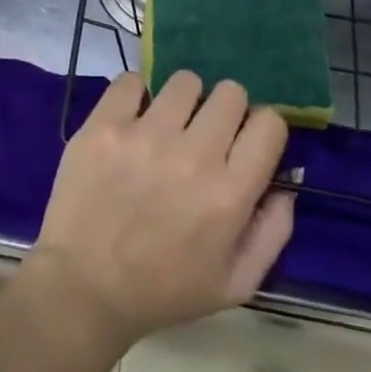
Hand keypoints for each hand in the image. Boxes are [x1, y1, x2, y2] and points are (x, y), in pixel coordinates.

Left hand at [25, 72, 292, 349]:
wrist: (84, 287)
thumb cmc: (164, 290)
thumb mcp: (236, 284)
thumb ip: (273, 231)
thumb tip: (285, 183)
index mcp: (229, 194)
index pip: (269, 123)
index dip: (261, 128)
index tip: (244, 141)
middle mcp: (193, 156)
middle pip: (230, 92)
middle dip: (224, 111)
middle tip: (204, 134)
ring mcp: (145, 135)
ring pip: (185, 81)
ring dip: (182, 101)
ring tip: (166, 126)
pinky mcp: (105, 125)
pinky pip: (132, 81)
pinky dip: (136, 95)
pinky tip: (132, 120)